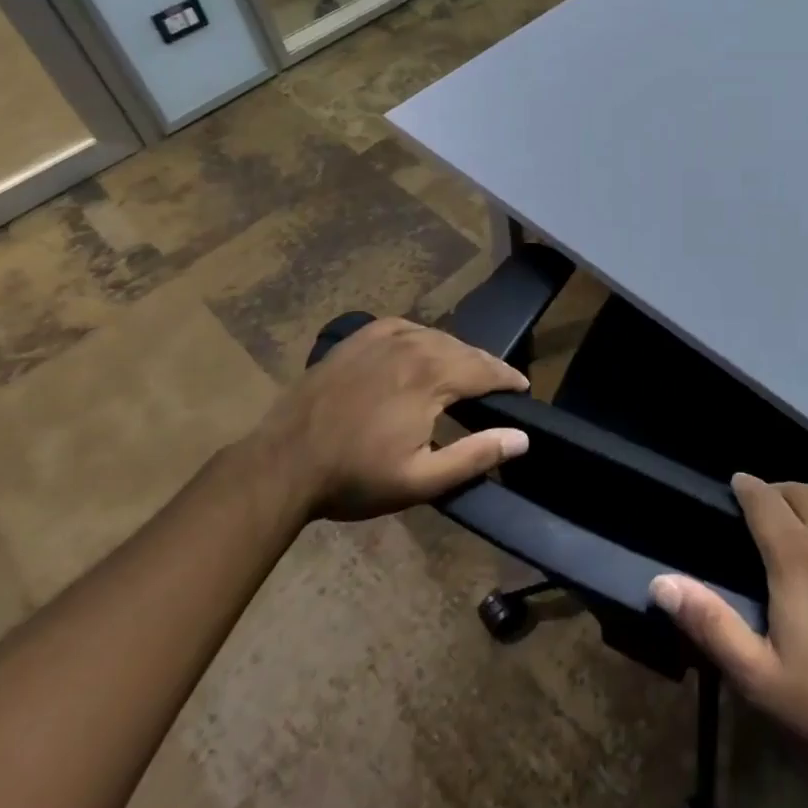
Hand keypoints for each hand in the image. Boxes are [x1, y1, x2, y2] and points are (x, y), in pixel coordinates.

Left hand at [249, 316, 530, 522]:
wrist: (283, 462)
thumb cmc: (354, 476)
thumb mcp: (420, 480)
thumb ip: (475, 456)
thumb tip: (521, 438)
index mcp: (433, 376)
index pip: (486, 370)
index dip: (509, 378)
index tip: (523, 388)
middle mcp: (414, 345)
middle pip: (464, 350)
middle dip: (486, 366)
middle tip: (499, 383)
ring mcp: (383, 337)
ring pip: (436, 337)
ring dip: (457, 353)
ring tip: (465, 371)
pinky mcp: (359, 337)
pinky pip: (405, 328)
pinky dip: (423, 339)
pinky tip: (422, 350)